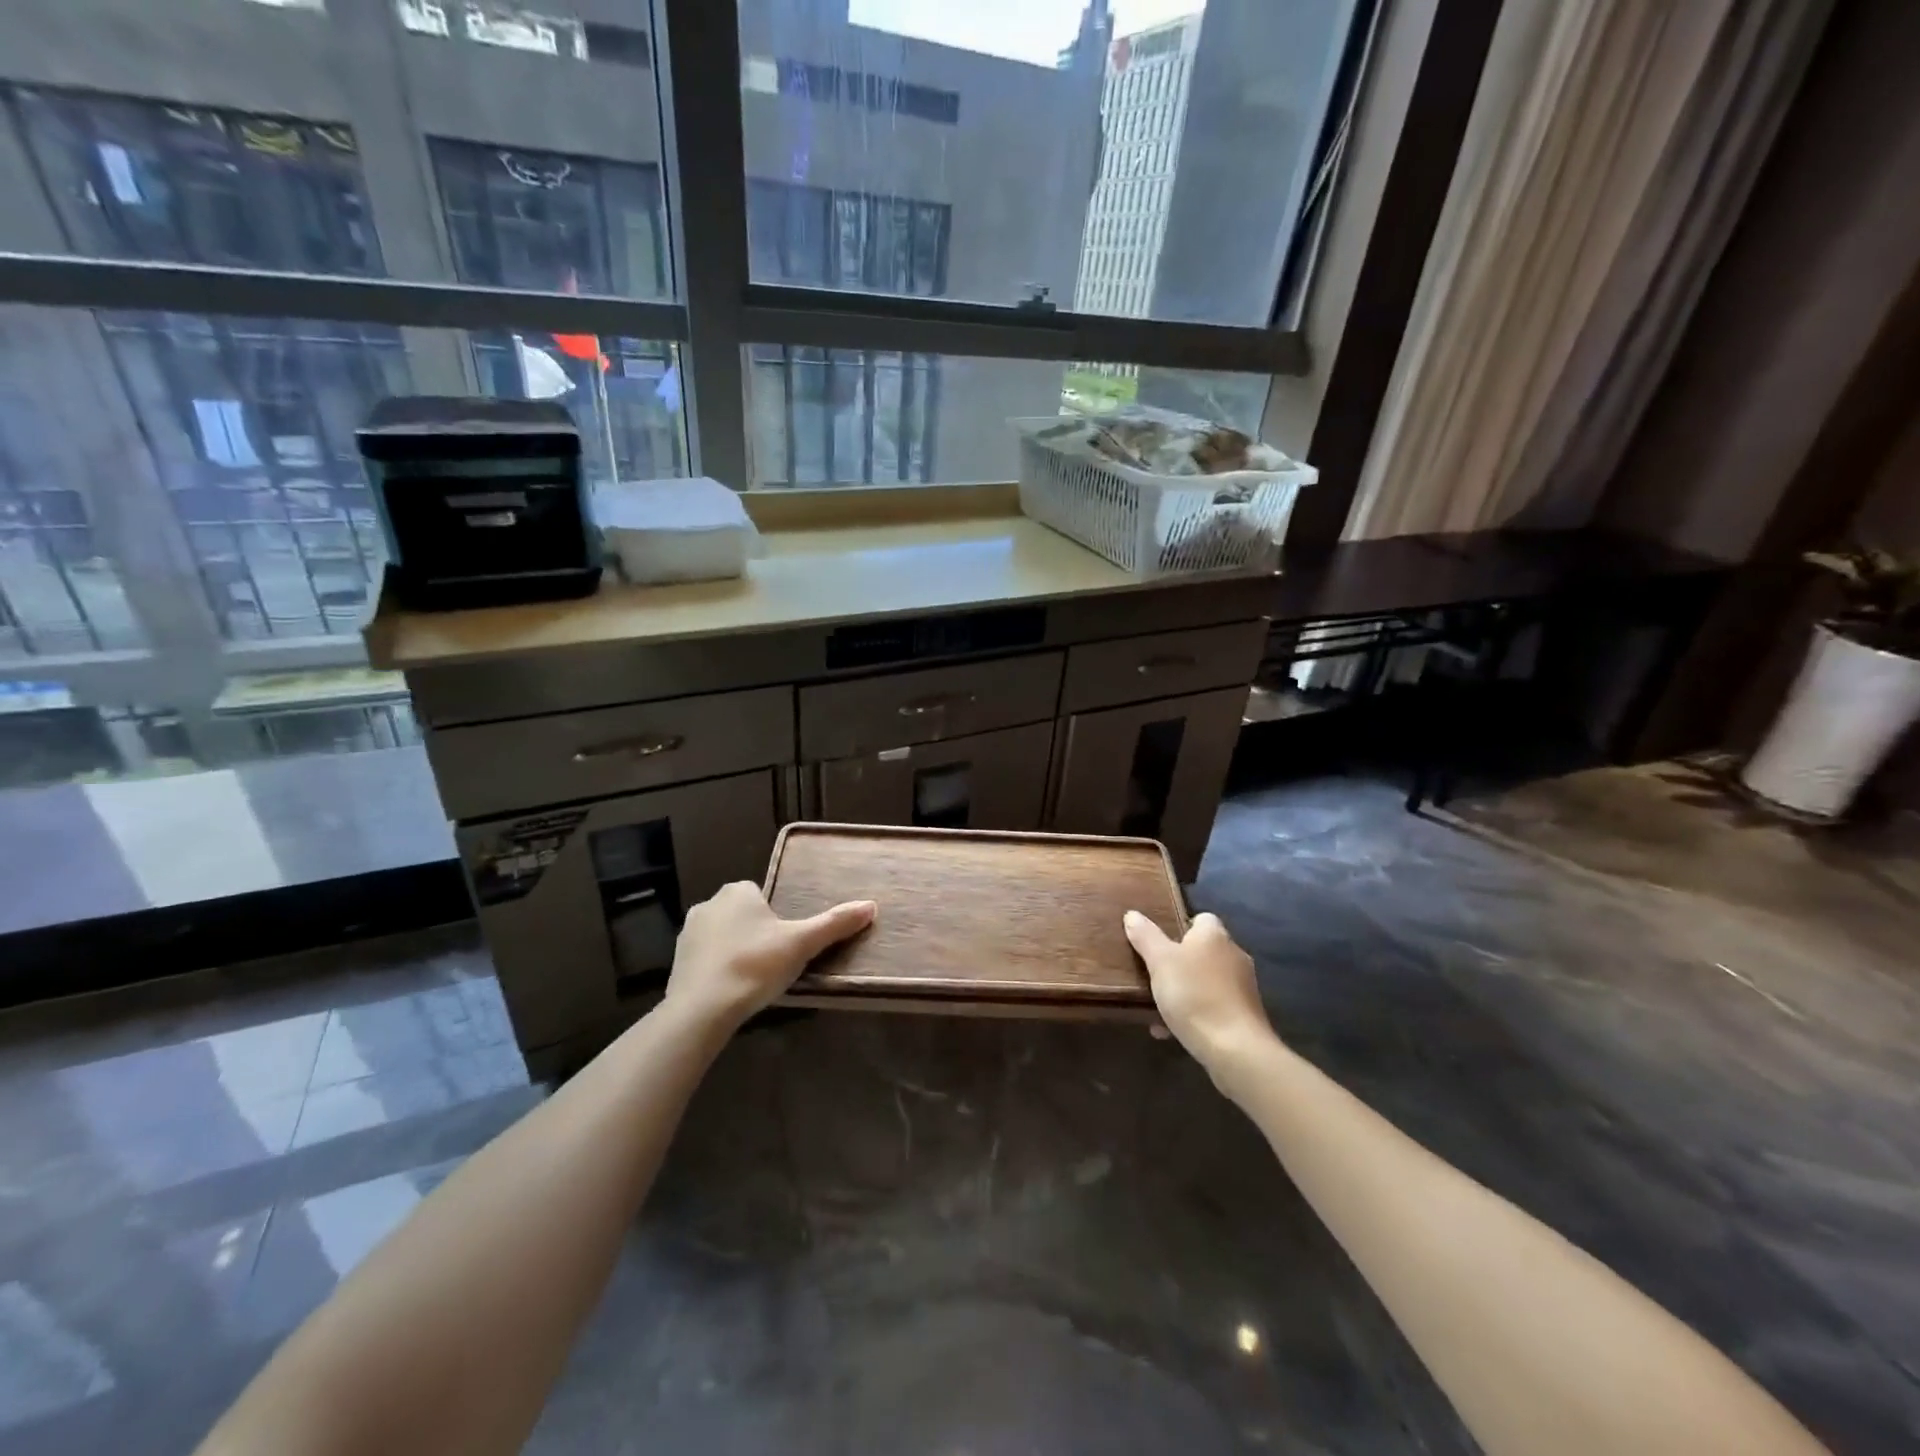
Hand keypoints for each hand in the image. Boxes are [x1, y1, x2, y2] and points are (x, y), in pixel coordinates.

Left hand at [666, 882, 874, 1031]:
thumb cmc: (755, 965)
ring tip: (754, 980)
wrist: (702, 1009)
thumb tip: (871, 905)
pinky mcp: (676, 962)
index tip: (785, 942)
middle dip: (755, 933)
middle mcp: (709, 904)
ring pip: (722, 936)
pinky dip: (718, 970)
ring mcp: (688, 934)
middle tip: (774, 962)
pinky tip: (731, 991)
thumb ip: (835, 923)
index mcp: (737, 892)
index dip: (775, 917)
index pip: (760, 894)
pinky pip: (706, 960)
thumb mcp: (802, 943)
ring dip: (736, 951)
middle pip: (741, 915)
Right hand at [1123, 910, 1277, 1073]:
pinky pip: (1213, 1007)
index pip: (1200, 918)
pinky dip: (1194, 1015)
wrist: (1235, 1050)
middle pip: (1202, 951)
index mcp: (1214, 935)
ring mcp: (1243, 987)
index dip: (1178, 926)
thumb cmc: (1194, 995)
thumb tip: (1132, 914)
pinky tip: (1170, 1031)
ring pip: (1206, 981)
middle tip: (1152, 974)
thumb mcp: (1160, 961)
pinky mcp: (1245, 1016)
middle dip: (1178, 962)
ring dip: (1184, 991)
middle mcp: (1233, 955)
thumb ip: (1145, 936)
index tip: (1157, 941)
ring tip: (1157, 1007)